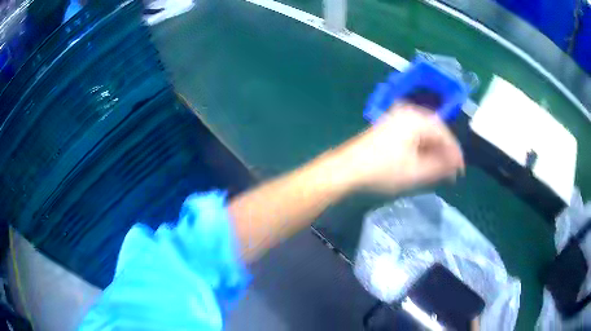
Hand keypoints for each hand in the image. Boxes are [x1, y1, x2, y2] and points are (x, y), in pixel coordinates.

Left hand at [336, 103, 464, 193]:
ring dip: (433, 151)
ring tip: (439, 170)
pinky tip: (423, 162)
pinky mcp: (388, 127)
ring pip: (424, 134)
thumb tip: (456, 165)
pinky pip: (413, 136)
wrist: (347, 169)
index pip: (445, 134)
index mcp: (417, 119)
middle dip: (444, 153)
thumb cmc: (383, 171)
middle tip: (450, 172)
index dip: (455, 154)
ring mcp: (396, 118)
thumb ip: (441, 167)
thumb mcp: (416, 172)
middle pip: (435, 132)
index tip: (460, 172)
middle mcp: (407, 113)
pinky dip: (421, 149)